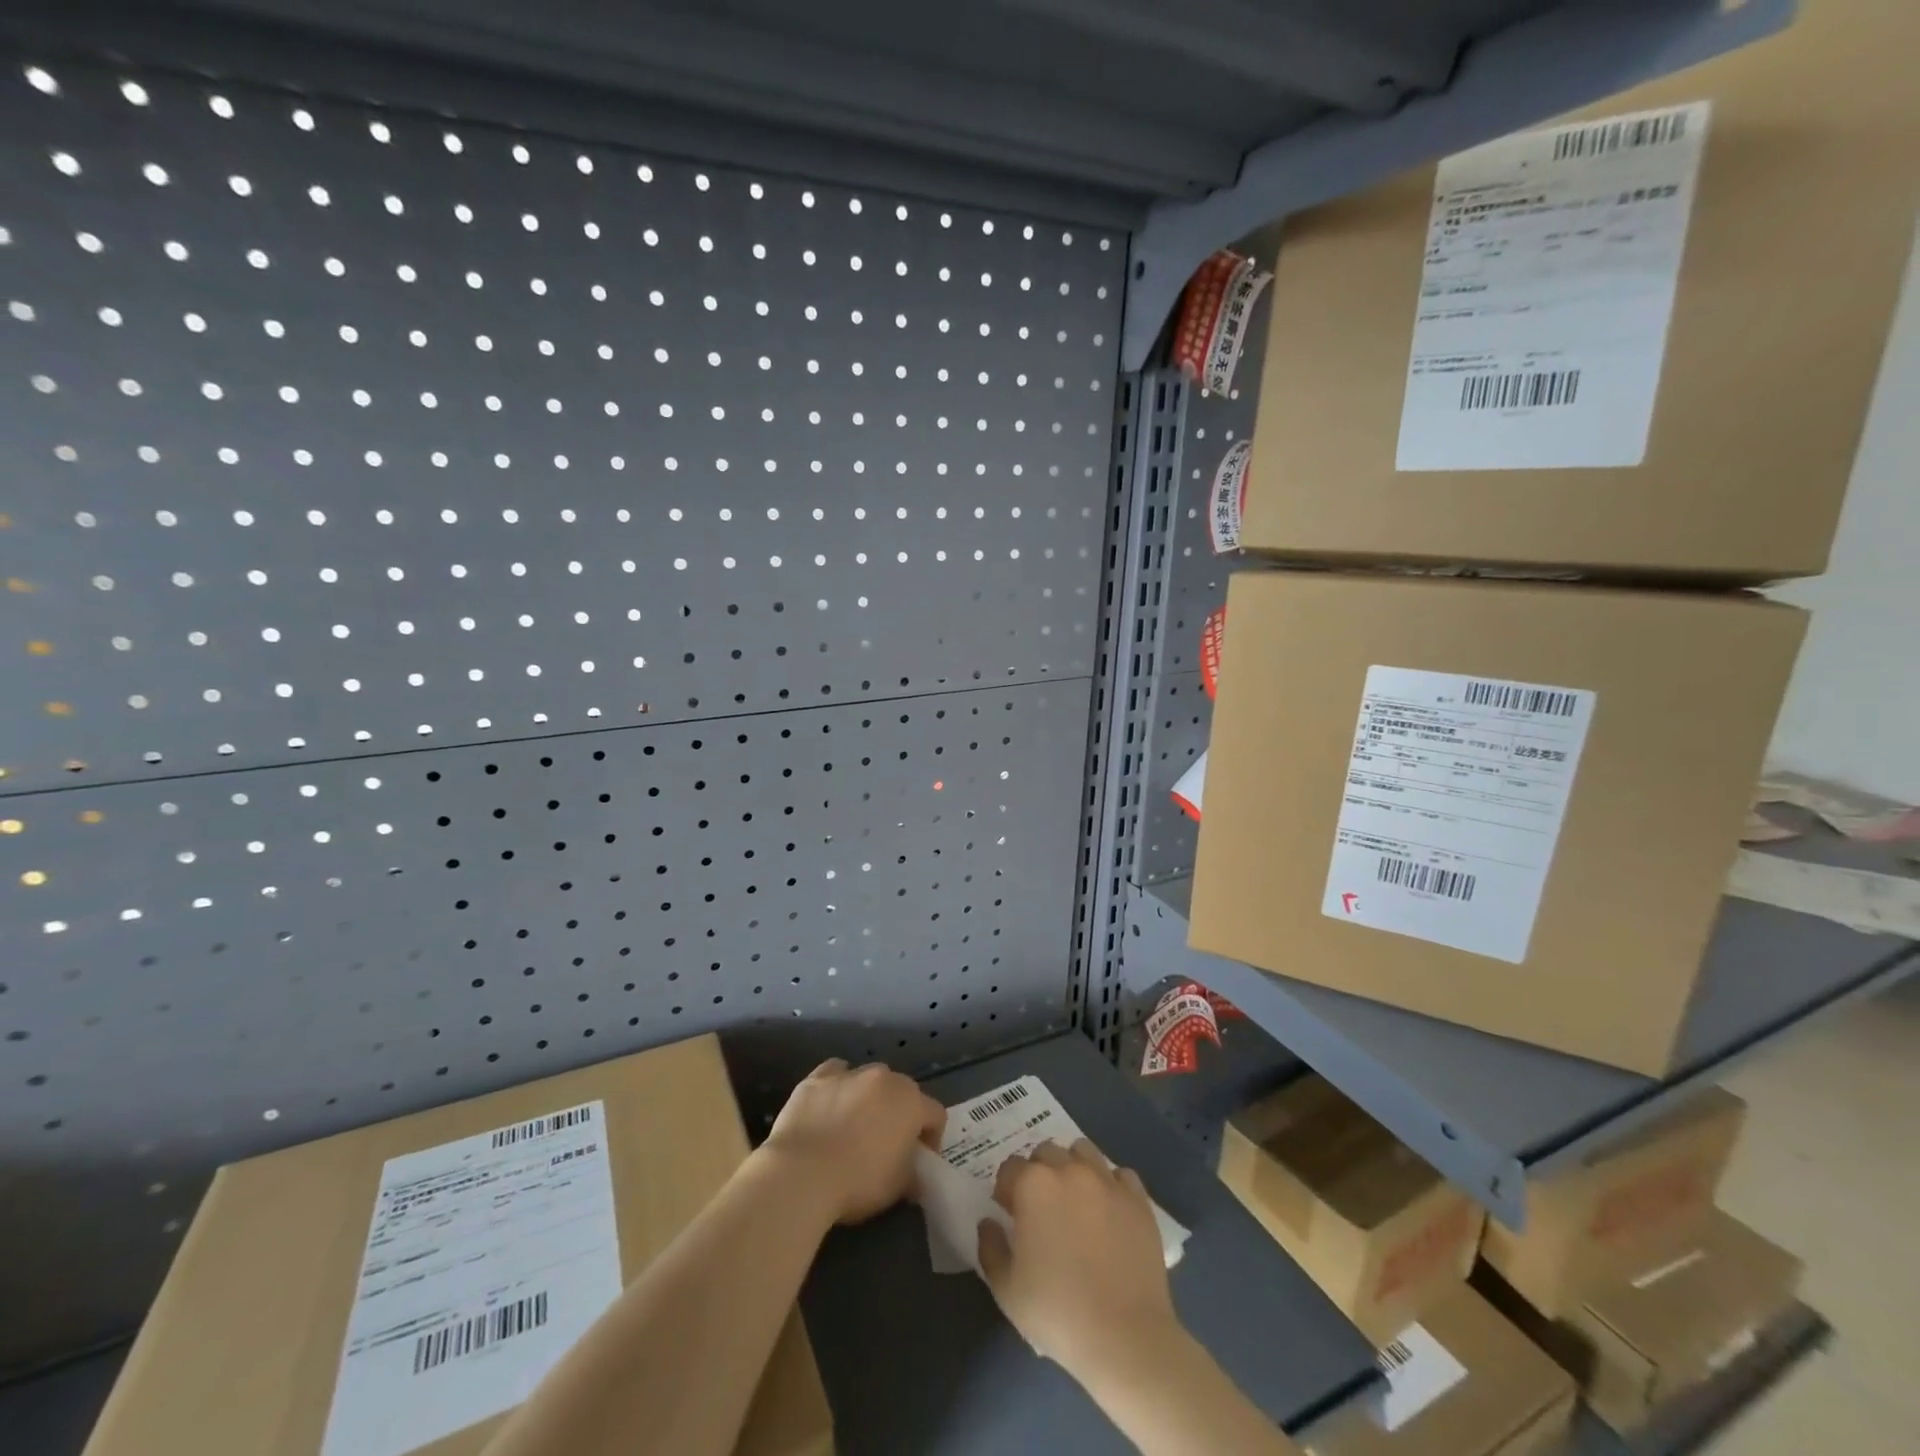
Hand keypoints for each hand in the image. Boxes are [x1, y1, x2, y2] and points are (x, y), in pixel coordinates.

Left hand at [761, 1058, 945, 1224]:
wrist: (801, 1174)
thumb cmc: (857, 1182)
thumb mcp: (897, 1188)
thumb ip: (912, 1174)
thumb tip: (914, 1175)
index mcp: (910, 1102)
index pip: (935, 1114)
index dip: (932, 1138)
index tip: (920, 1161)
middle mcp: (884, 1078)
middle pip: (902, 1092)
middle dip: (900, 1115)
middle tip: (887, 1145)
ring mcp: (850, 1073)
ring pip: (869, 1080)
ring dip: (869, 1099)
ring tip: (854, 1128)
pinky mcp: (817, 1077)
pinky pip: (836, 1074)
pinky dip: (838, 1087)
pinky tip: (830, 1107)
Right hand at [977, 1139, 1180, 1381]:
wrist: (1124, 1336)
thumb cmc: (1057, 1312)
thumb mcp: (1006, 1289)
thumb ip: (990, 1247)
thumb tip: (989, 1223)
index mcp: (1033, 1185)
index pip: (1010, 1167)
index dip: (1006, 1189)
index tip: (1009, 1214)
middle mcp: (1069, 1170)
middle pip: (1047, 1152)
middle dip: (1038, 1172)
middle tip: (1041, 1207)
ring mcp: (1107, 1181)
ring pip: (1083, 1152)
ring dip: (1073, 1167)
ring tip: (1075, 1201)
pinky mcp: (1138, 1199)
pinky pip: (1120, 1175)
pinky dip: (1111, 1185)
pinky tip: (1109, 1211)